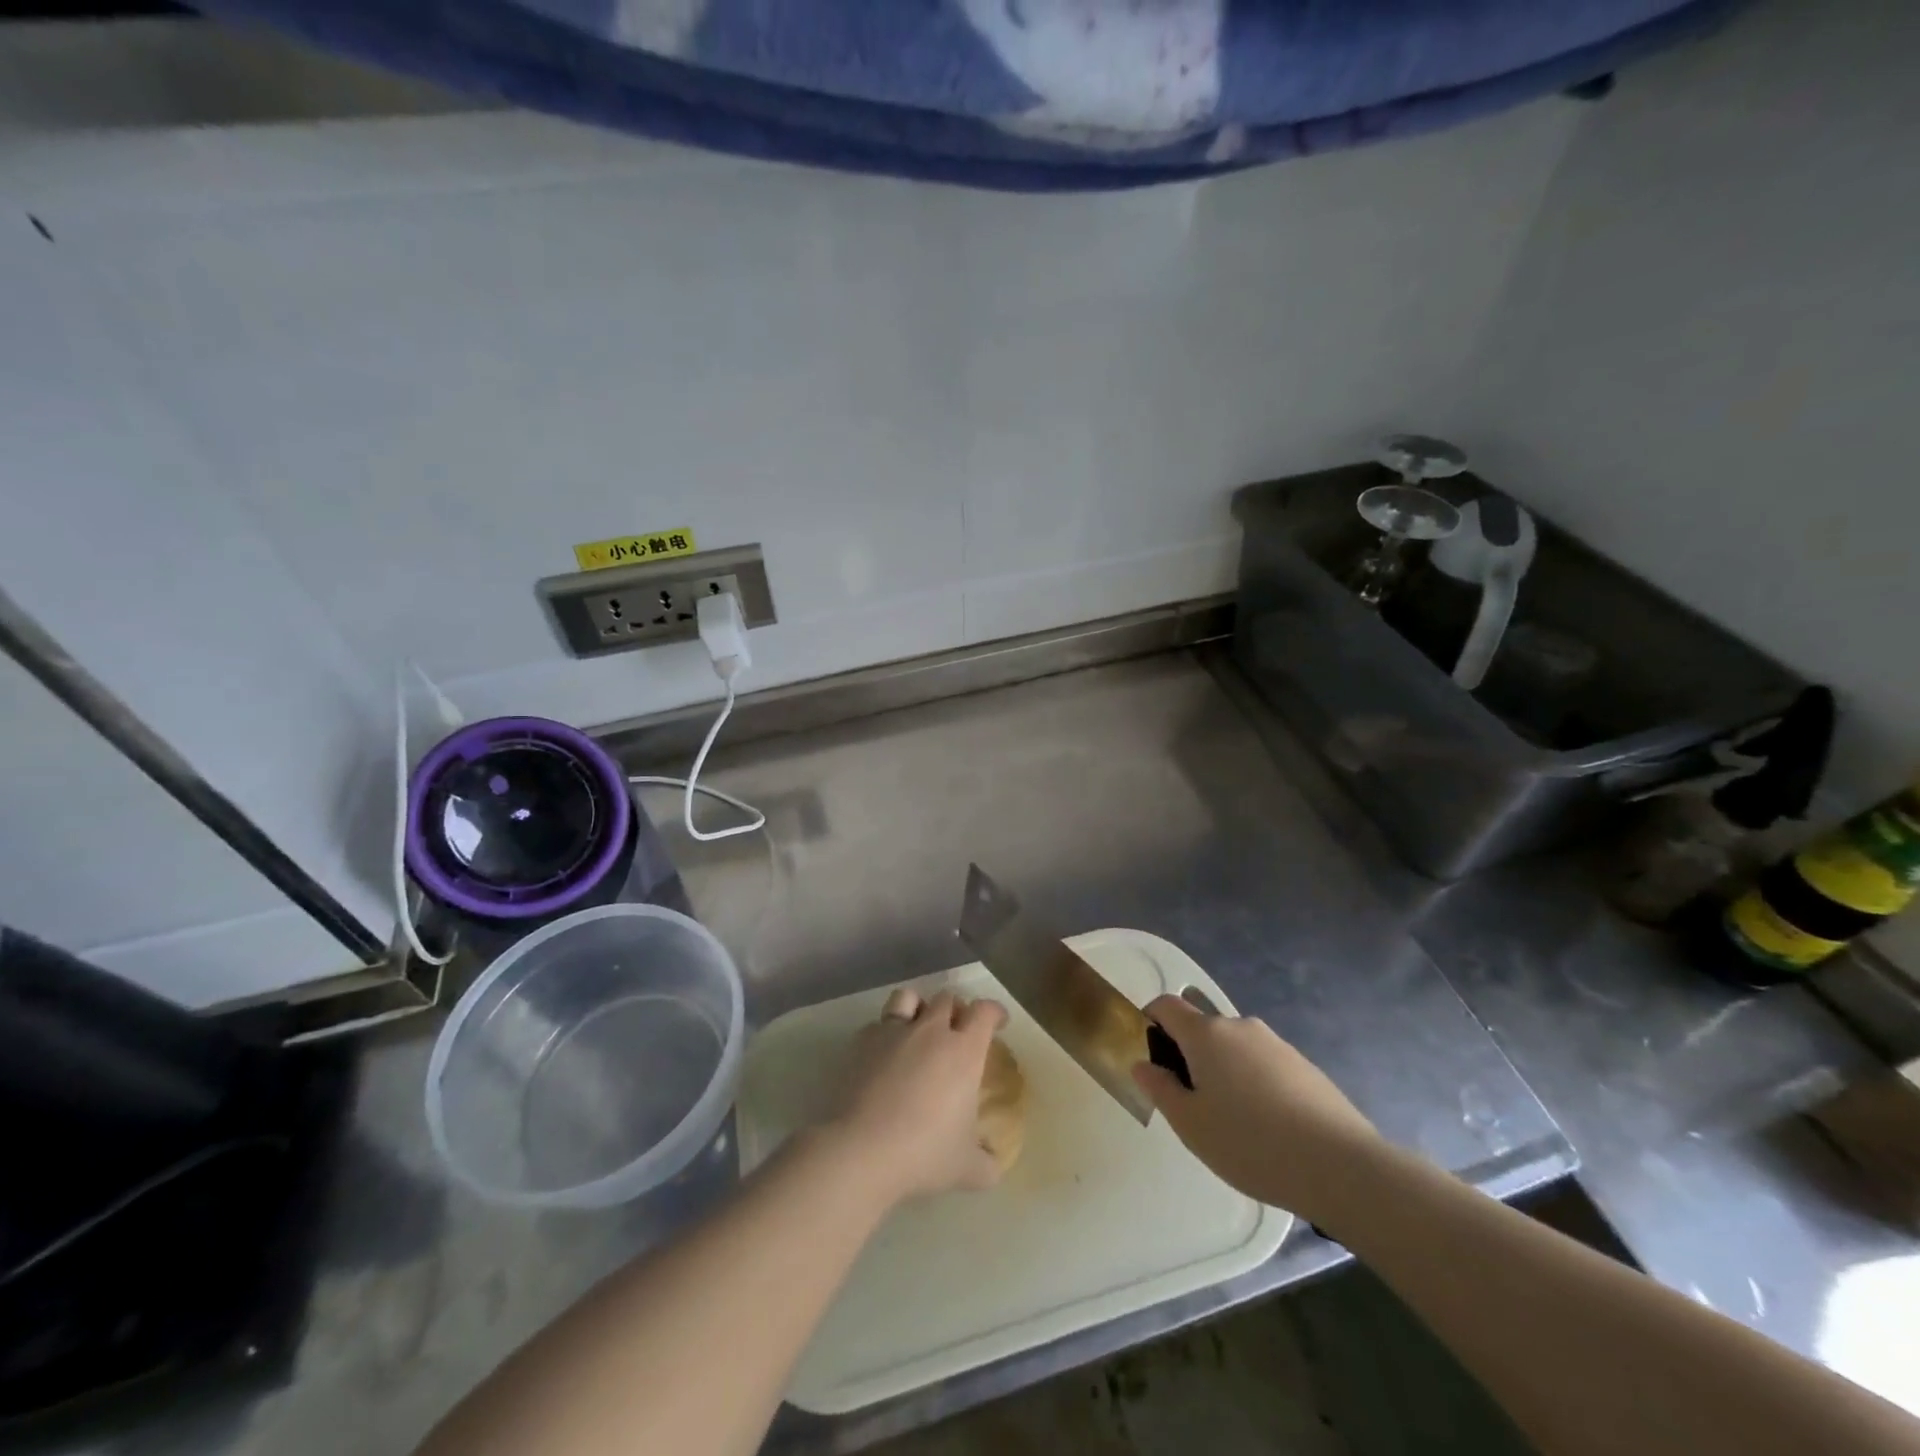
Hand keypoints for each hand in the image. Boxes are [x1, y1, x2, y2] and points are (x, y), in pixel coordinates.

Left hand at [822, 989, 1008, 1205]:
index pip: (984, 1012)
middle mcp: (930, 1031)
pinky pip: (877, 1024)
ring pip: (909, 997)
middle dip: (957, 1009)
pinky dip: (885, 1033)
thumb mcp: (967, 1169)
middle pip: (947, 998)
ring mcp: (893, 1031)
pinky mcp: (861, 1041)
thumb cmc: (924, 1153)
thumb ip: (987, 1164)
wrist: (861, 1150)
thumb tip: (993, 1165)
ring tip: (918, 1027)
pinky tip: (883, 1055)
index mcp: (963, 1051)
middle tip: (958, 1030)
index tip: (998, 1022)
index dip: (994, 1012)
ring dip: (919, 1007)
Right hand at [1133, 995, 1381, 1224]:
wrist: (1340, 1166)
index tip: (1148, 1053)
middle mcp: (1240, 1027)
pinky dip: (1254, 1084)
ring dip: (1223, 1071)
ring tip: (1232, 1122)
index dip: (1150, 1020)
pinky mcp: (1304, 1066)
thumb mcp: (1190, 1124)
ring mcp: (1276, 1044)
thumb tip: (1143, 1063)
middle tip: (1190, 1102)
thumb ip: (1160, 1089)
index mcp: (1207, 1034)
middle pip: (1202, 1028)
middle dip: (1188, 1055)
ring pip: (1235, 1049)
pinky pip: (1264, 1065)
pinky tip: (1267, 1128)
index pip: (1167, 1004)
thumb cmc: (1250, 1143)